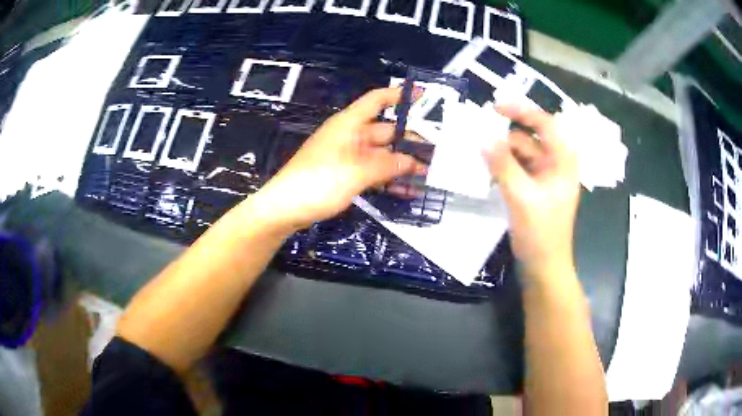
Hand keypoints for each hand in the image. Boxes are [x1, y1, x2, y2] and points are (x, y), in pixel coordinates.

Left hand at [246, 88, 423, 231]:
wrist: (284, 208)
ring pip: (381, 155)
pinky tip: (406, 190)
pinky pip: (372, 172)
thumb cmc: (318, 182)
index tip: (421, 95)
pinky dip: (388, 178)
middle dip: (409, 142)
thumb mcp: (356, 172)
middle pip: (385, 132)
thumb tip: (412, 162)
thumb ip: (387, 165)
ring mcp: (347, 156)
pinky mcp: (344, 174)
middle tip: (435, 155)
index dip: (398, 95)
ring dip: (401, 165)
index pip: (376, 100)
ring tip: (426, 176)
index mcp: (349, 124)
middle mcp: (349, 136)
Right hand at [484, 103, 579, 280]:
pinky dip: (503, 166)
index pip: (546, 124)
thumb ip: (503, 165)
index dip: (522, 110)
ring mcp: (545, 178)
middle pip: (532, 137)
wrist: (545, 268)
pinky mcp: (534, 189)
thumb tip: (483, 137)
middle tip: (480, 130)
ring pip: (522, 153)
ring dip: (502, 150)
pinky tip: (486, 169)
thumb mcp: (522, 197)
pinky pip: (518, 168)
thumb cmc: (541, 234)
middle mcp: (556, 164)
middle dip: (507, 132)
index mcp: (563, 161)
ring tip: (477, 151)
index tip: (495, 107)